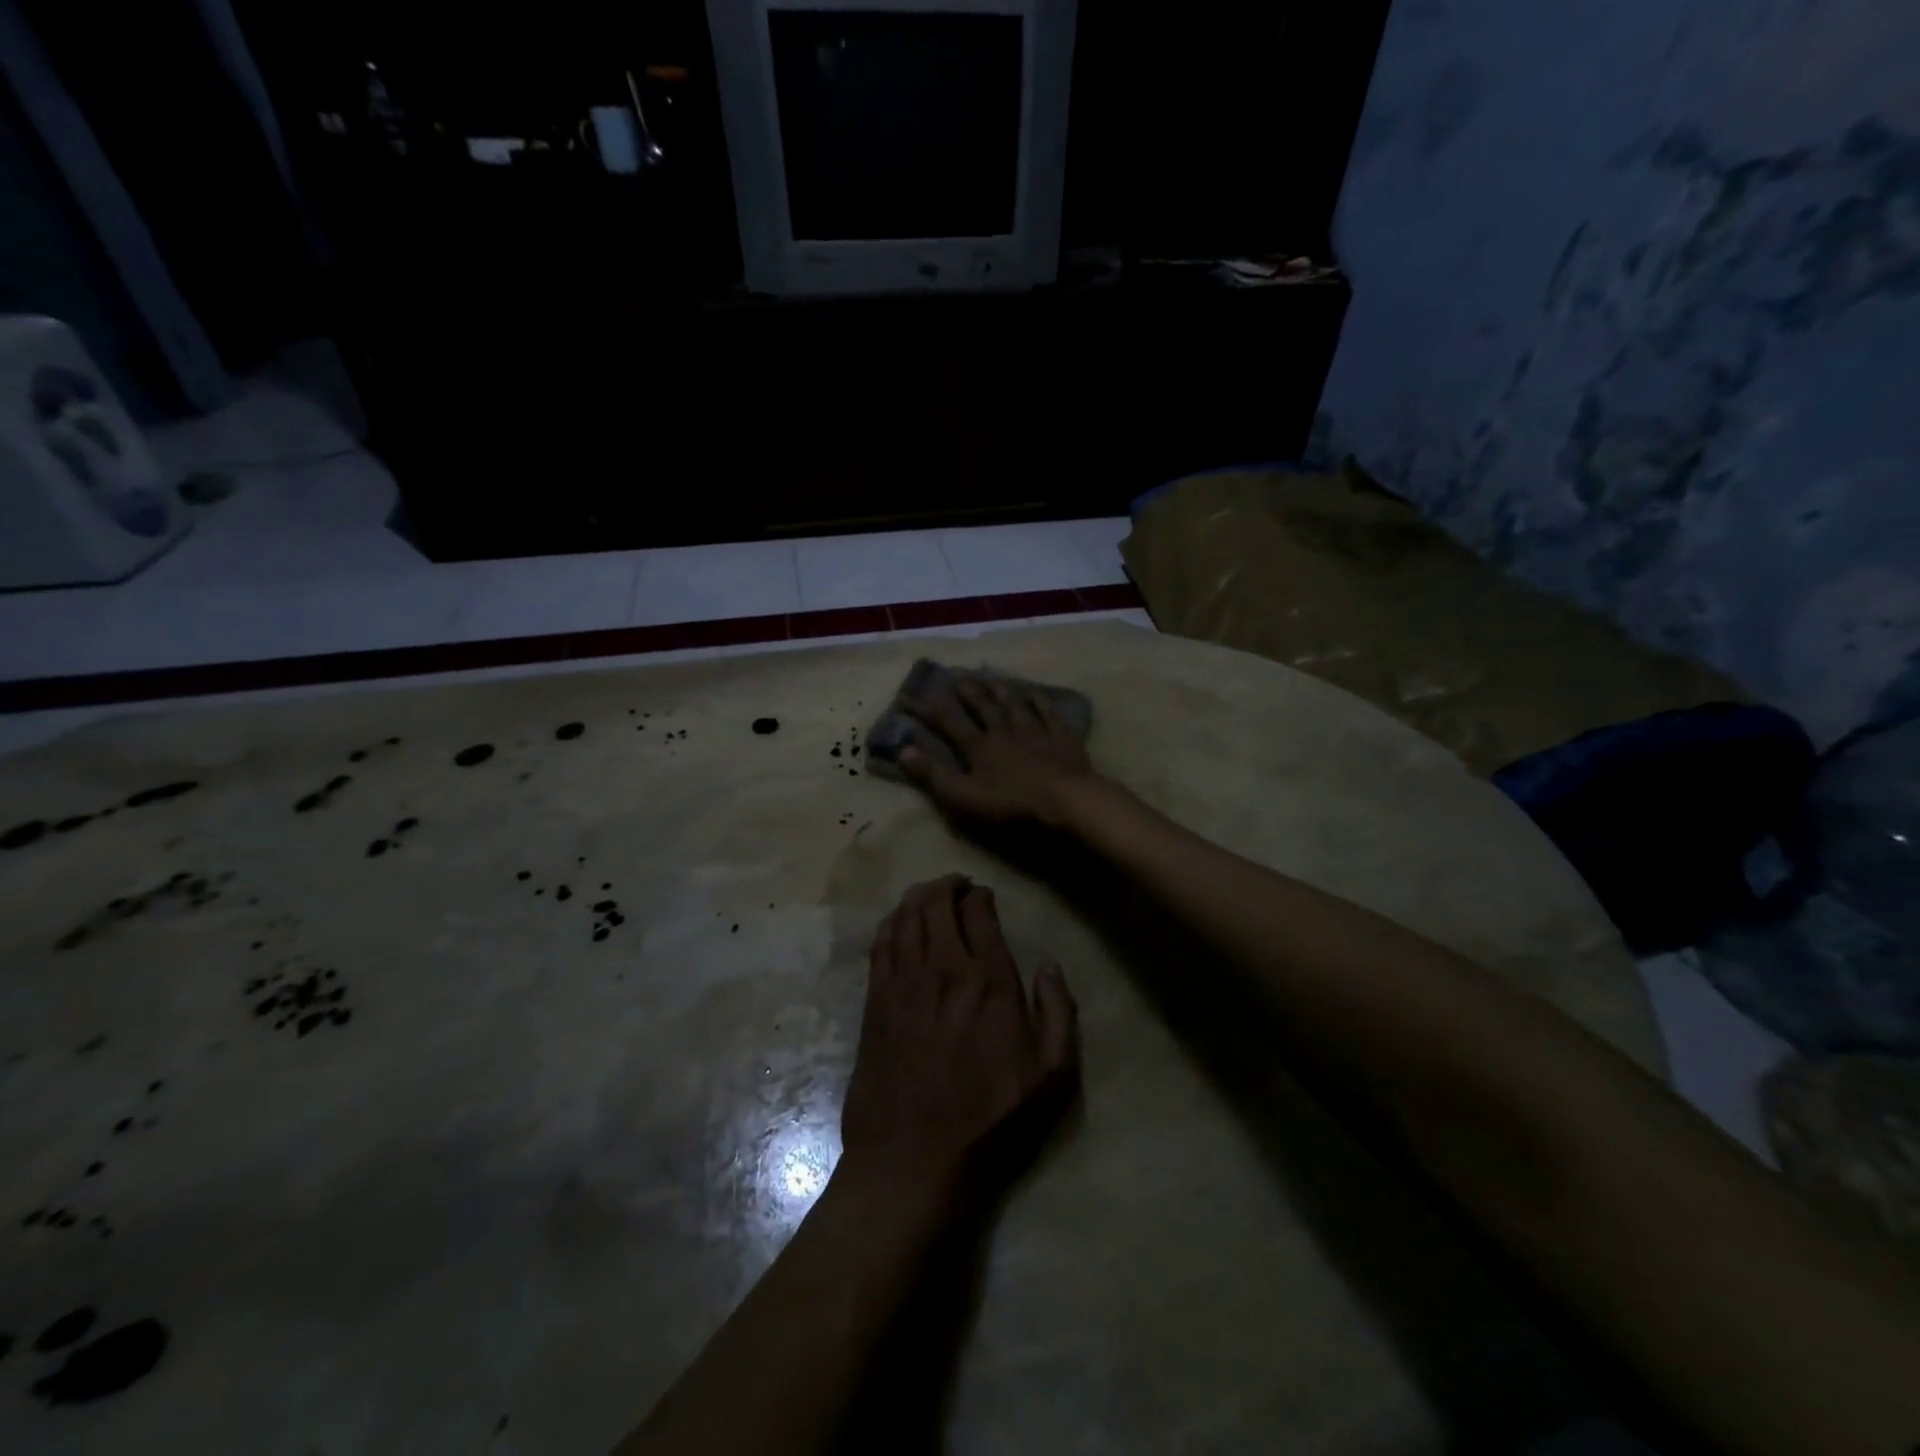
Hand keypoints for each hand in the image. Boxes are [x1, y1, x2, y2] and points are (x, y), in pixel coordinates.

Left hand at [840, 876, 1079, 1204]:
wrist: (915, 1157)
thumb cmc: (991, 1118)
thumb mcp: (1052, 1075)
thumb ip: (1059, 1012)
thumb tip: (1050, 965)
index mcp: (989, 980)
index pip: (979, 913)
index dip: (980, 896)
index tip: (983, 896)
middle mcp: (943, 968)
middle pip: (936, 903)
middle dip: (947, 885)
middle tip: (957, 886)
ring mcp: (903, 982)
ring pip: (905, 916)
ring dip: (917, 896)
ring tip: (928, 894)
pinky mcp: (875, 1001)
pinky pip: (880, 944)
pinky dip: (890, 922)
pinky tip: (896, 921)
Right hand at [899, 677, 1096, 827]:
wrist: (1067, 801)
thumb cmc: (1012, 804)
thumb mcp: (964, 797)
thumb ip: (933, 774)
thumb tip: (903, 750)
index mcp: (978, 746)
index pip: (947, 721)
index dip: (926, 709)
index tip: (909, 697)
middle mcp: (1004, 730)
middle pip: (983, 705)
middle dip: (967, 691)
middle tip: (956, 677)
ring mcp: (1035, 731)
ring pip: (1014, 704)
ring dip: (1001, 690)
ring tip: (991, 678)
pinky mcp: (1061, 737)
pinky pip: (1048, 712)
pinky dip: (1039, 701)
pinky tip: (1035, 694)